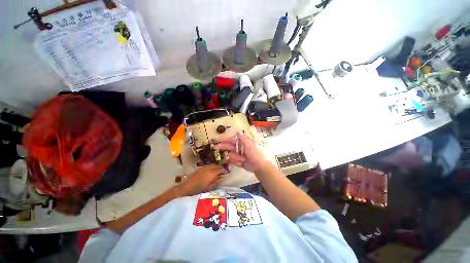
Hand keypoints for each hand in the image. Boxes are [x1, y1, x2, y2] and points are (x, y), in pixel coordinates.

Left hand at [179, 165, 223, 195]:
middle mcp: (208, 168)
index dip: (224, 170)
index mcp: (211, 173)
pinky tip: (212, 171)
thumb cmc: (197, 190)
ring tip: (219, 171)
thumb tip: (222, 178)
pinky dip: (212, 167)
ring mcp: (203, 168)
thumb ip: (216, 182)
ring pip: (212, 165)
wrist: (184, 189)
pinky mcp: (199, 169)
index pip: (220, 169)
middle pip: (216, 165)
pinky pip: (208, 166)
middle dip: (221, 167)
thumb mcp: (209, 188)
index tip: (227, 172)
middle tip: (224, 171)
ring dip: (216, 167)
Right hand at [215, 132, 269, 171]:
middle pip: (229, 146)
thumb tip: (238, 131)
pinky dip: (236, 162)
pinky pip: (232, 161)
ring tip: (242, 160)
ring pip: (230, 155)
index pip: (232, 140)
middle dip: (223, 147)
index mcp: (242, 143)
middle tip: (216, 147)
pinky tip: (241, 163)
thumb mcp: (249, 146)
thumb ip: (243, 139)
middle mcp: (239, 148)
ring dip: (235, 158)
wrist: (258, 166)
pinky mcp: (237, 161)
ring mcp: (238, 155)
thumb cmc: (254, 154)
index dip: (225, 139)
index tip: (218, 140)